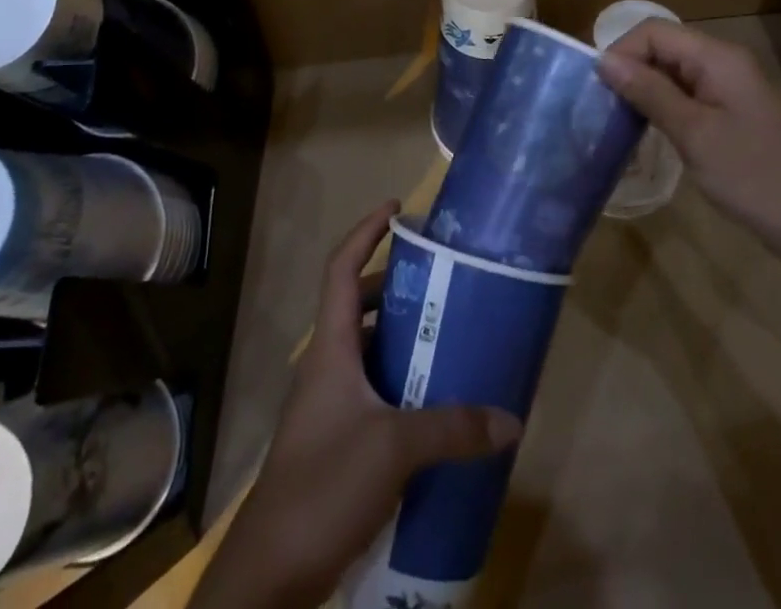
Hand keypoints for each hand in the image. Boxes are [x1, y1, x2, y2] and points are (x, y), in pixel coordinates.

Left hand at [192, 202, 522, 608]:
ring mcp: (327, 404)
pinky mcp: (335, 440)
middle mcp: (326, 365)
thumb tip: (510, 419)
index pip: (341, 267)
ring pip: (365, 350)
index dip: (366, 231)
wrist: (270, 574)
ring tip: (444, 333)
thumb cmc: (323, 485)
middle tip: (440, 280)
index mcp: (330, 347)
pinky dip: (399, 383)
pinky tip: (432, 403)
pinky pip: (371, 390)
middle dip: (394, 285)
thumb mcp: (394, 449)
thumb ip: (452, 428)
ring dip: (399, 337)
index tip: (397, 207)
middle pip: (356, 304)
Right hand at [596, 20, 780, 253]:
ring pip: (672, 72)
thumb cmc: (753, 174)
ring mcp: (729, 88)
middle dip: (630, 71)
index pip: (654, 32)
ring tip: (619, 122)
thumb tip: (604, 60)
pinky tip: (649, 132)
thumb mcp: (693, 133)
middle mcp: (723, 62)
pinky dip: (663, 106)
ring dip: (644, 90)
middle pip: (663, 48)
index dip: (622, 52)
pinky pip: (687, 95)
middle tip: (604, 109)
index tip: (600, 91)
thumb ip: (649, 92)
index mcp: (717, 57)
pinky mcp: (731, 112)